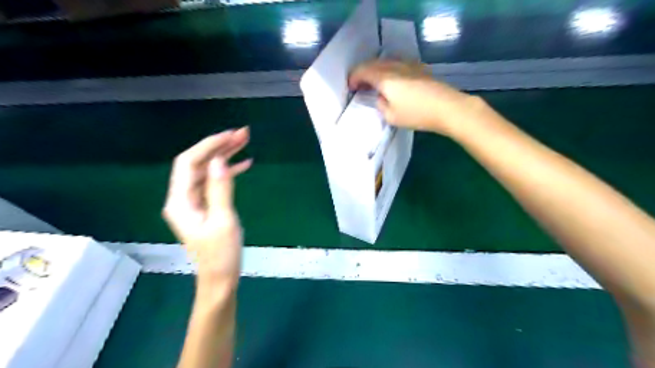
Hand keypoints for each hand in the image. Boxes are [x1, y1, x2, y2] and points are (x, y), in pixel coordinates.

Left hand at [162, 128, 251, 287]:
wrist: (220, 278)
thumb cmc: (221, 254)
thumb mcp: (223, 221)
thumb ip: (220, 190)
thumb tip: (219, 161)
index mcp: (181, 202)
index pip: (189, 163)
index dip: (209, 145)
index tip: (230, 135)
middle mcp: (183, 198)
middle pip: (198, 163)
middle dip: (219, 147)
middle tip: (243, 134)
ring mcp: (194, 202)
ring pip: (207, 171)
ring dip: (225, 156)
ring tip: (245, 143)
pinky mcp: (205, 206)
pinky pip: (214, 183)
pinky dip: (228, 172)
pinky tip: (243, 164)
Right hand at [350, 61, 487, 136]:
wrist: (448, 108)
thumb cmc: (417, 114)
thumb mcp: (391, 117)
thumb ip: (380, 105)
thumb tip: (380, 97)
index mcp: (385, 78)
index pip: (363, 71)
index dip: (354, 78)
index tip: (350, 87)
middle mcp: (395, 66)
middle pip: (373, 64)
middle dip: (363, 73)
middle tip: (359, 84)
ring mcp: (409, 65)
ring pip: (386, 62)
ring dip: (376, 70)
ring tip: (373, 82)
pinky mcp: (419, 68)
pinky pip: (397, 64)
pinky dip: (388, 70)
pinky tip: (391, 79)